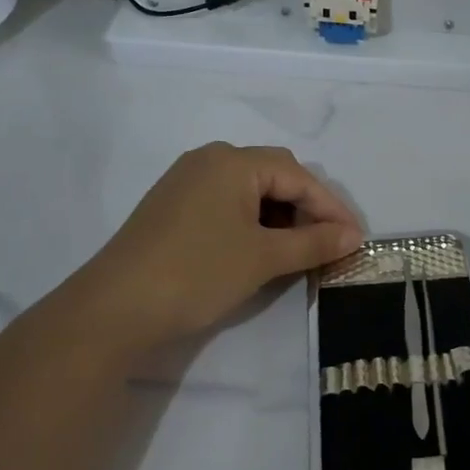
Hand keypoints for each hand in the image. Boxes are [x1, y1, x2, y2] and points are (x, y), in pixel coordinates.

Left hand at [47, 143, 362, 352]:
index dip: (331, 207)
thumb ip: (314, 242)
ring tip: (298, 250)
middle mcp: (210, 160)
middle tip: (328, 243)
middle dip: (307, 208)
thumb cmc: (197, 273)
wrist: (112, 309)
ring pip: (251, 190)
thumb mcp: (263, 258)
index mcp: (233, 161)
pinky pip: (227, 203)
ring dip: (280, 216)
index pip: (298, 176)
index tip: (356, 239)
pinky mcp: (173, 206)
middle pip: (276, 175)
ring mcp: (187, 181)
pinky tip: (260, 249)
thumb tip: (354, 236)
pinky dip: (252, 222)